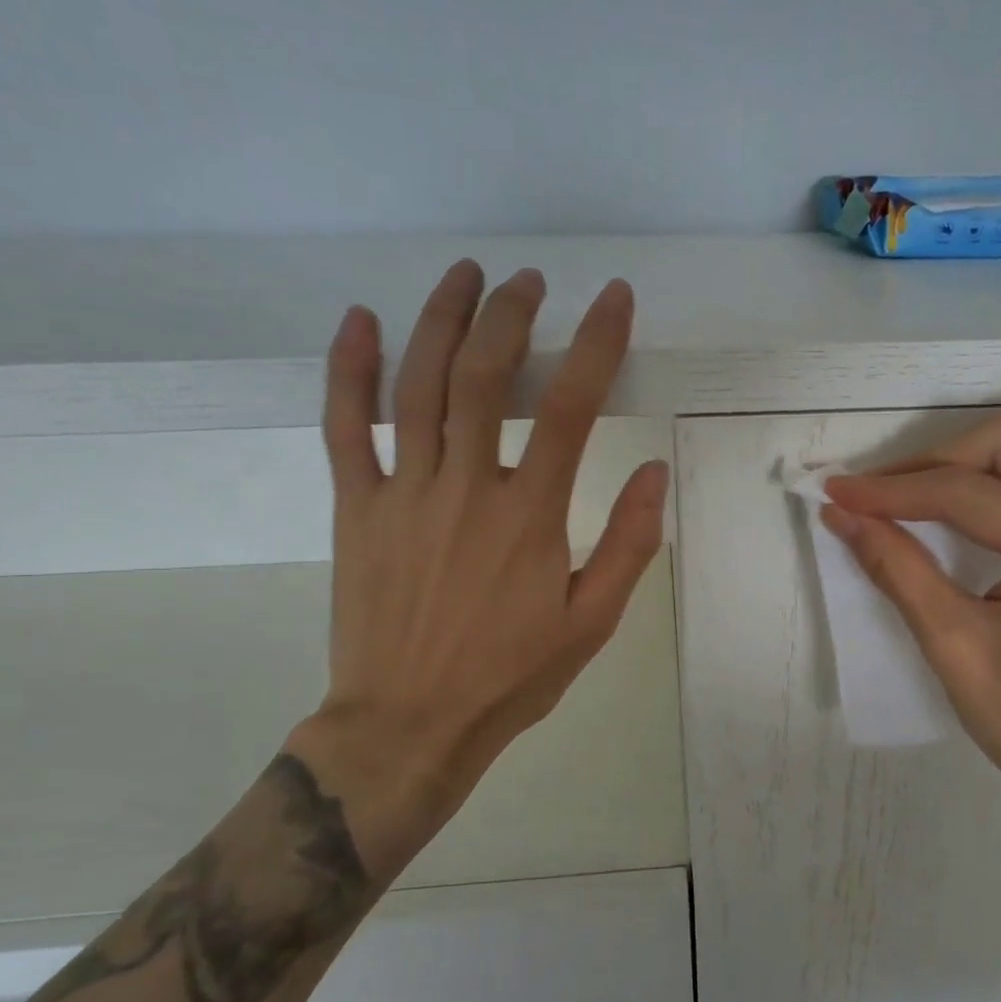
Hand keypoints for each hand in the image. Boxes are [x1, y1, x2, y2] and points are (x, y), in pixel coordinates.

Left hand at [287, 261, 668, 875]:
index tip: (614, 299)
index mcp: (530, 516)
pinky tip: (360, 322)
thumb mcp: (591, 623)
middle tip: (529, 282)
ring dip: (442, 320)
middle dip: (511, 315)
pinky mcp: (356, 508)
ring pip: (418, 385)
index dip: (597, 343)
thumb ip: (628, 545)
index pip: (572, 408)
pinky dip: (348, 370)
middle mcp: (466, 488)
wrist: (408, 725)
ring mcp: (403, 493)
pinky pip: (344, 427)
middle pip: (485, 376)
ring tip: (465, 275)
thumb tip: (656, 471)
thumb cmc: (509, 677)